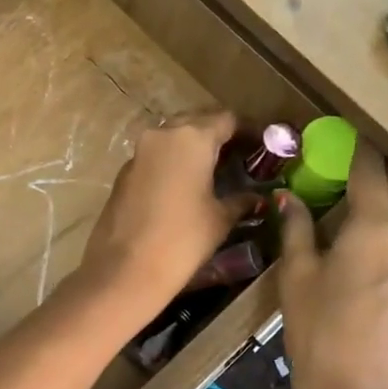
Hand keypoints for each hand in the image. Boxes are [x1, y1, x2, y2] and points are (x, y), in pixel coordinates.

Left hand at [79, 110, 251, 316]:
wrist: (125, 269)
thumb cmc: (182, 240)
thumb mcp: (220, 219)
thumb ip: (241, 199)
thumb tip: (256, 197)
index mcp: (192, 138)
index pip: (227, 119)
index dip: (249, 130)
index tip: (263, 147)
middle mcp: (163, 134)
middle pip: (197, 121)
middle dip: (219, 134)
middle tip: (240, 156)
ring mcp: (139, 151)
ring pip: (173, 137)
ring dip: (194, 147)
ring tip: (215, 170)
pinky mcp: (124, 172)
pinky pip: (155, 156)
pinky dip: (173, 162)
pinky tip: (185, 184)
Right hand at [276, 146, 387, 388]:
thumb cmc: (317, 333)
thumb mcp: (297, 276)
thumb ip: (297, 228)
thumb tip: (289, 196)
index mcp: (375, 227)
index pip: (370, 169)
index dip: (356, 146)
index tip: (342, 131)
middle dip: (377, 164)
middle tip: (350, 158)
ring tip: (367, 190)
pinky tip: (383, 228)